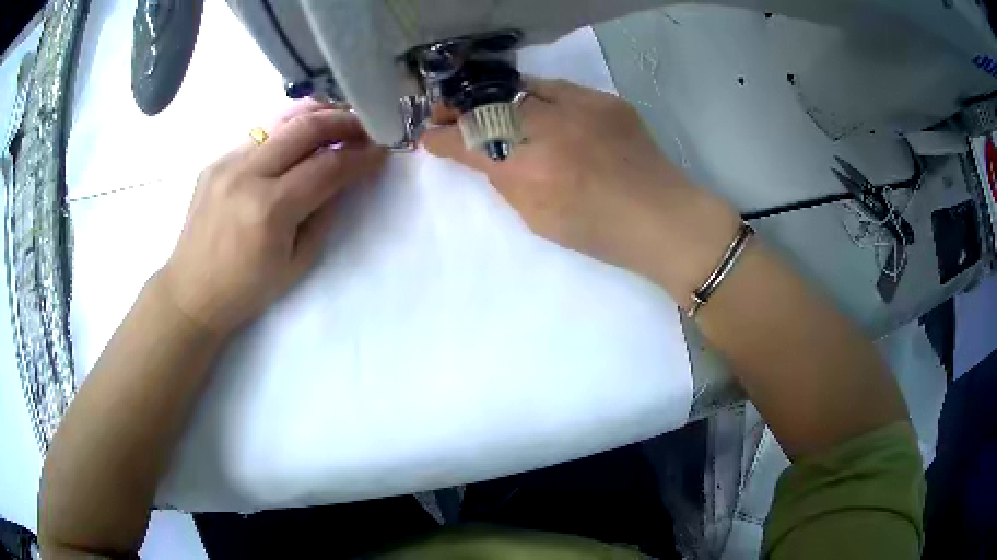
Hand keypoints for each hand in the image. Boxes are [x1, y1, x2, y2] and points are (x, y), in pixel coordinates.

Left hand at [160, 103, 385, 335]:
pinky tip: (298, 139)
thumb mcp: (297, 263)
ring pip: (281, 120)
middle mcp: (246, 175)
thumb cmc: (247, 289)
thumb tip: (343, 177)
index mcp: (269, 210)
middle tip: (366, 125)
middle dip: (344, 121)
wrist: (191, 292)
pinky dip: (286, 131)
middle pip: (305, 127)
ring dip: (316, 114)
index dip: (360, 156)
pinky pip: (259, 135)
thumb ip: (324, 214)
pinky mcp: (215, 161)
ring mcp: (227, 162)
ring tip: (339, 118)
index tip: (382, 150)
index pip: (327, 166)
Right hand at [422, 78, 739, 300]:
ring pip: (521, 90)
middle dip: (461, 110)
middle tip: (445, 112)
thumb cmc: (601, 233)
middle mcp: (551, 132)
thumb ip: (508, 184)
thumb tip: (488, 158)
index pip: (472, 146)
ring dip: (497, 100)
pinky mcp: (605, 100)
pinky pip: (558, 88)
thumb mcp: (540, 221)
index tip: (428, 136)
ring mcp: (581, 109)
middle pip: (491, 109)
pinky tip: (537, 108)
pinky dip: (539, 97)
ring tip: (488, 107)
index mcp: (532, 173)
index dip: (445, 139)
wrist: (663, 217)